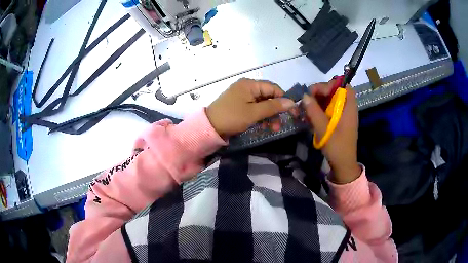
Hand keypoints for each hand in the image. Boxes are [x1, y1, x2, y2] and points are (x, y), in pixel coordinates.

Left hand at [206, 78, 294, 137]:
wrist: (209, 127)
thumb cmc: (232, 117)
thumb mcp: (254, 113)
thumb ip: (273, 107)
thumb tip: (291, 102)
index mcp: (250, 84)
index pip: (273, 88)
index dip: (283, 99)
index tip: (291, 112)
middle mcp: (246, 86)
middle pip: (267, 96)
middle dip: (275, 110)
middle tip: (279, 125)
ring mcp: (241, 95)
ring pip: (261, 103)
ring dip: (268, 114)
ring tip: (272, 128)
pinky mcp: (238, 103)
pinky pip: (253, 107)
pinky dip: (259, 115)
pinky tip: (263, 125)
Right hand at [302, 80, 360, 183]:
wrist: (343, 165)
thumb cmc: (337, 148)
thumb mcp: (324, 130)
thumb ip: (314, 112)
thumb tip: (305, 96)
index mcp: (348, 108)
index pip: (343, 86)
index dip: (330, 85)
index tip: (316, 92)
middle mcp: (347, 108)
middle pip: (335, 91)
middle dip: (320, 93)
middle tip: (307, 100)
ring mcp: (343, 115)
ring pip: (331, 100)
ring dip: (318, 102)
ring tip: (307, 109)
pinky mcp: (339, 121)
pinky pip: (329, 109)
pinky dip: (320, 110)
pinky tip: (311, 117)